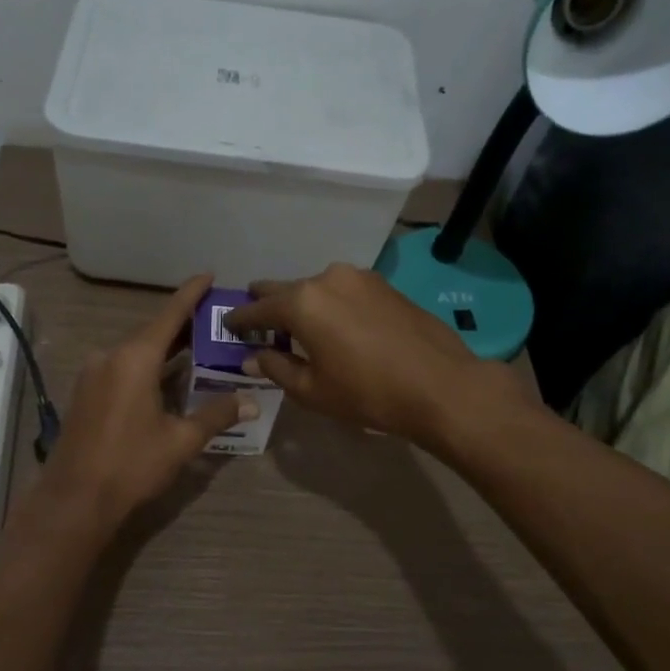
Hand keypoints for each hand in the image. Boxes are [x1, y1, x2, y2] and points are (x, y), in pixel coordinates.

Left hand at [39, 274, 252, 530]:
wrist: (74, 500)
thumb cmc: (131, 465)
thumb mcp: (181, 441)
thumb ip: (216, 415)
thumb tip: (250, 401)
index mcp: (135, 358)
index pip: (170, 315)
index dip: (191, 294)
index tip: (208, 275)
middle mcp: (110, 356)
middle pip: (152, 333)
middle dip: (183, 328)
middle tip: (215, 324)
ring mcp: (93, 374)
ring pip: (135, 352)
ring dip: (164, 351)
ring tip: (197, 351)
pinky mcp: (84, 393)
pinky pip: (121, 369)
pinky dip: (146, 368)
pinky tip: (165, 380)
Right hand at [224, 262, 527, 446]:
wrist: (441, 385)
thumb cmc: (368, 393)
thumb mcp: (313, 390)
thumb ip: (276, 368)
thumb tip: (252, 358)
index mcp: (302, 302)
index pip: (257, 308)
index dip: (240, 319)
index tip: (228, 325)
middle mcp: (326, 278)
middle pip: (285, 289)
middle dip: (268, 304)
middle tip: (256, 321)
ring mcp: (358, 278)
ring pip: (315, 288)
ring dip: (302, 304)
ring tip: (298, 327)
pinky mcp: (382, 284)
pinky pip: (342, 291)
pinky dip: (328, 304)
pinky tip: (333, 325)